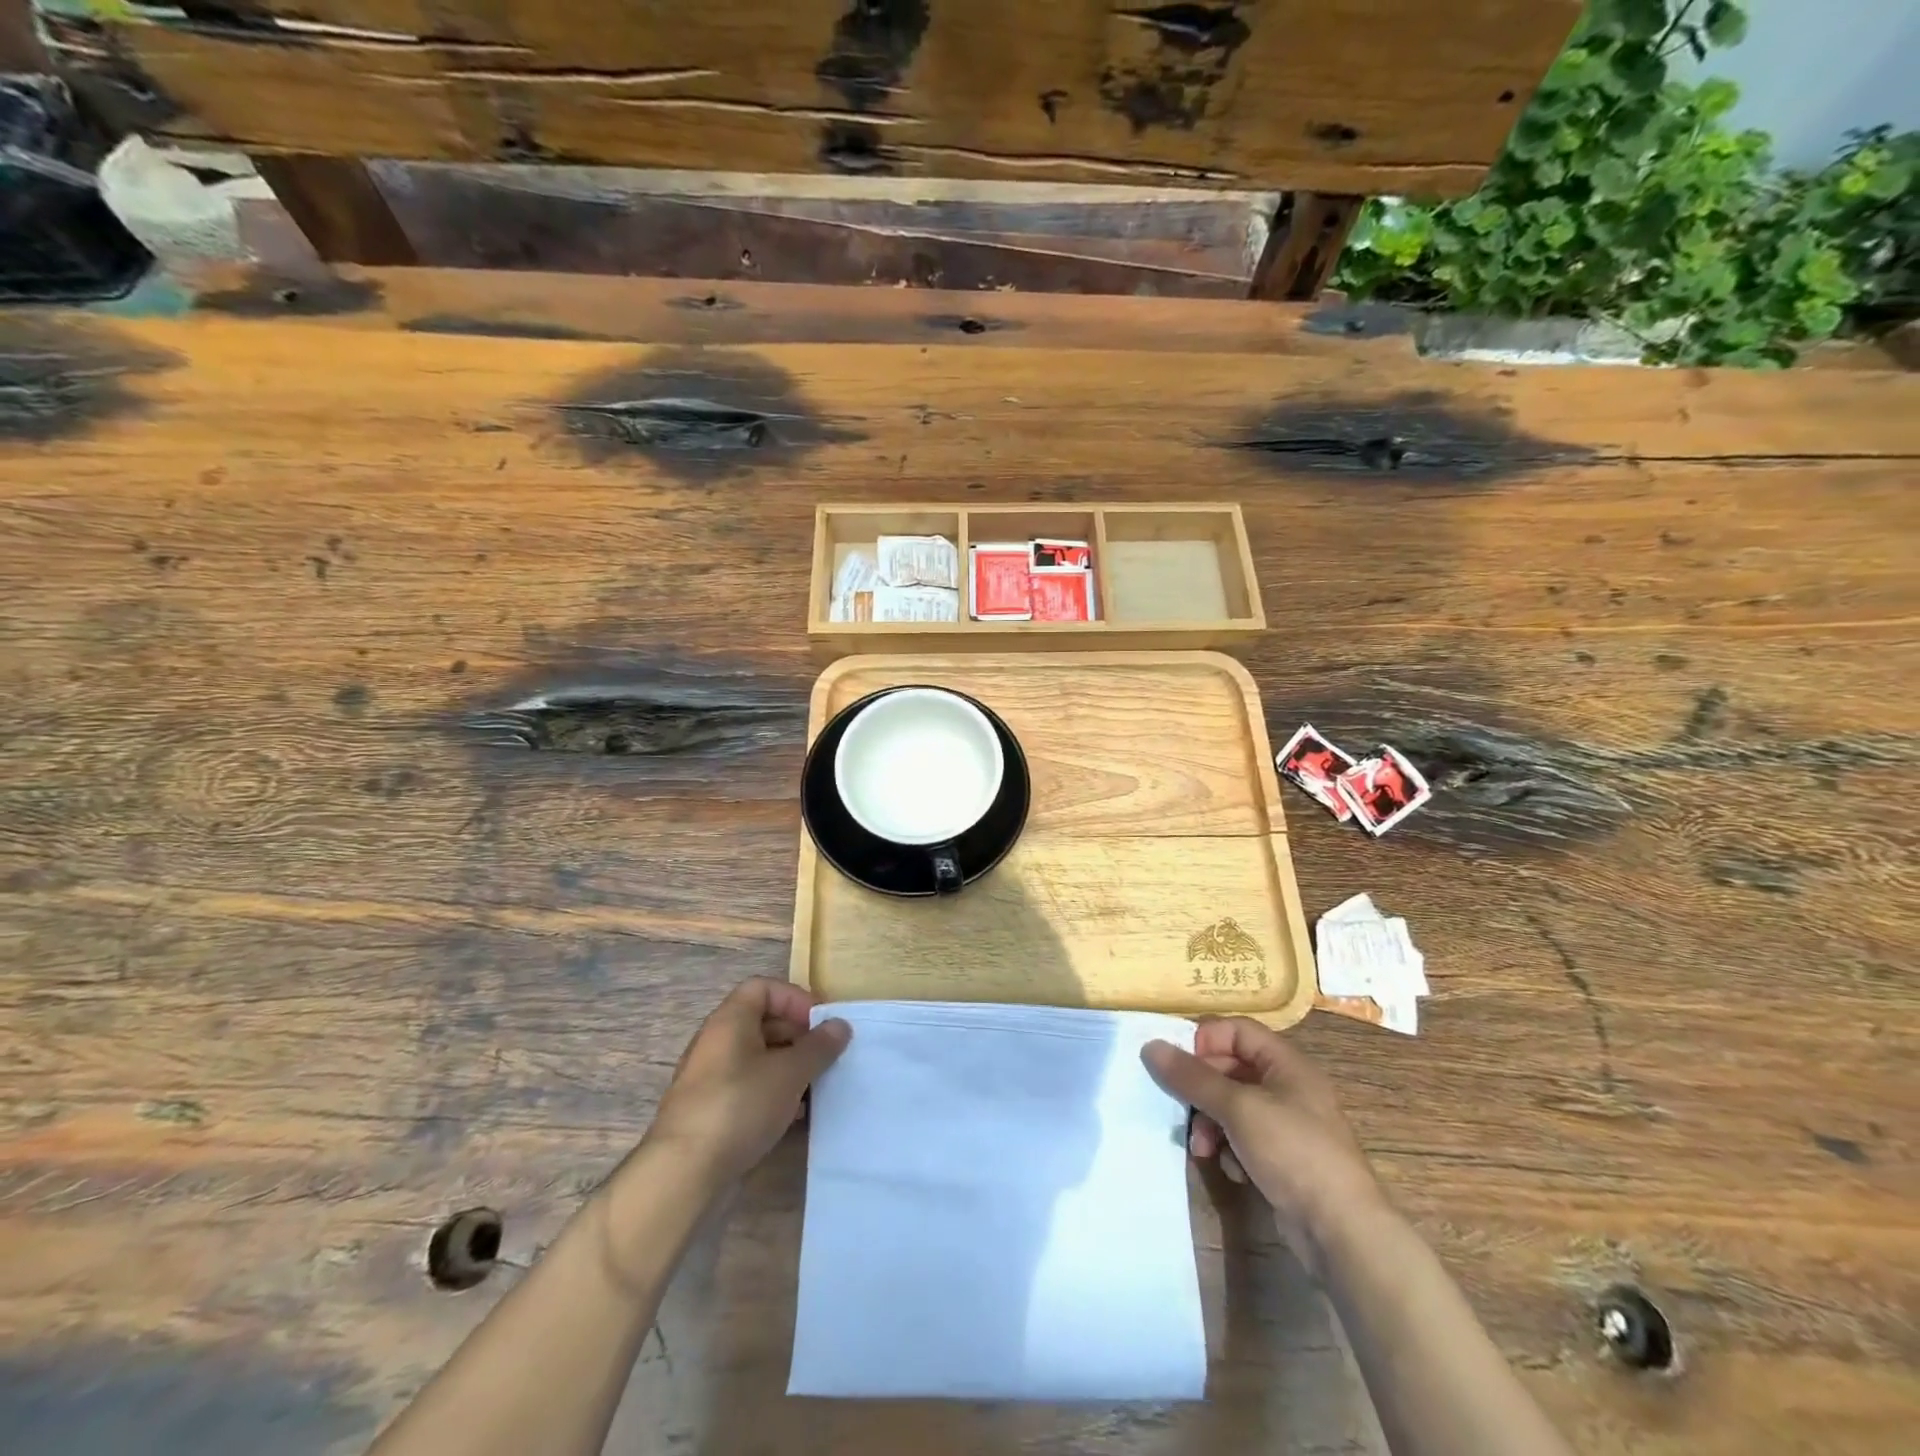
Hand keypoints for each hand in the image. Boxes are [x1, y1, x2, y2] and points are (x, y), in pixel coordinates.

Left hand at [644, 977, 851, 1187]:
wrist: (684, 1176)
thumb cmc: (740, 1106)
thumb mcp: (789, 1073)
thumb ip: (818, 1046)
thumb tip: (840, 1025)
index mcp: (730, 1020)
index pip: (763, 987)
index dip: (795, 998)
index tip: (820, 1023)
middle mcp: (716, 1042)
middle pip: (762, 1022)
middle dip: (798, 1035)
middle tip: (825, 1056)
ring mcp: (711, 1079)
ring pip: (758, 1058)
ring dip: (789, 1067)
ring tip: (815, 1087)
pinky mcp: (711, 1112)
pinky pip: (749, 1088)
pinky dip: (773, 1093)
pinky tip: (794, 1116)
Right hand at [1143, 1018, 1383, 1269]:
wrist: (1342, 1231)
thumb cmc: (1293, 1151)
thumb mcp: (1237, 1108)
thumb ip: (1193, 1077)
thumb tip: (1151, 1046)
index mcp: (1286, 1063)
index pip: (1237, 1030)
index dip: (1206, 1040)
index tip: (1178, 1064)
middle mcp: (1289, 1087)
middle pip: (1231, 1068)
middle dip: (1202, 1089)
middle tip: (1180, 1108)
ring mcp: (1287, 1124)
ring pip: (1233, 1106)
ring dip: (1211, 1123)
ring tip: (1201, 1148)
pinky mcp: (1284, 1158)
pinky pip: (1244, 1138)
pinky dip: (1230, 1148)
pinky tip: (1230, 1169)